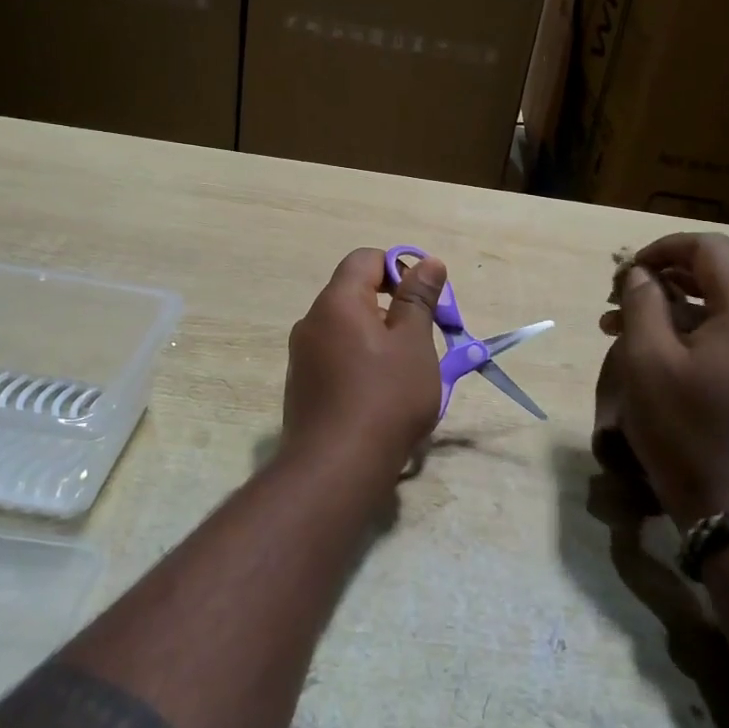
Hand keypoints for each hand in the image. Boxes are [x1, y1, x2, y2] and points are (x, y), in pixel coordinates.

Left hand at [282, 247, 447, 489]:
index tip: (423, 302)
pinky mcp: (301, 386)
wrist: (336, 468)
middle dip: (392, 309)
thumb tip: (427, 262)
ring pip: (347, 329)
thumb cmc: (385, 397)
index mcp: (337, 302)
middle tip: (421, 342)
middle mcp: (312, 321)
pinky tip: (378, 397)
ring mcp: (302, 356)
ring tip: (404, 374)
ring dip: (378, 339)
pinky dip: (359, 363)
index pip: (366, 259)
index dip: (399, 270)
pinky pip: (335, 357)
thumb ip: (419, 298)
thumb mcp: (414, 343)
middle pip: (355, 294)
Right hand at [596, 233, 728, 528]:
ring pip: (717, 309)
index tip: (626, 272)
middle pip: (716, 276)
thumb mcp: (648, 361)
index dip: (664, 248)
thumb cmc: (687, 431)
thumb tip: (639, 274)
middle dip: (662, 279)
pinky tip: (652, 355)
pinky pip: (726, 338)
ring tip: (619, 329)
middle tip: (616, 300)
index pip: (711, 249)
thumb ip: (642, 303)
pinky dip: (688, 334)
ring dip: (669, 308)